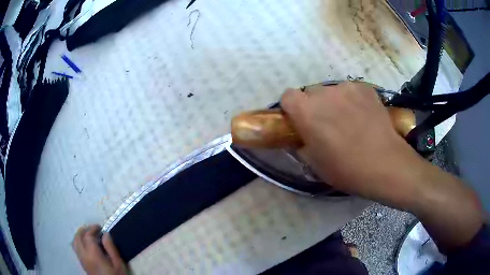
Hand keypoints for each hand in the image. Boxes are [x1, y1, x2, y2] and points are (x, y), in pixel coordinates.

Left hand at [73, 225, 126, 274]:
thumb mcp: (118, 264)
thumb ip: (111, 248)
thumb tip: (105, 234)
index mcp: (93, 254)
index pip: (87, 236)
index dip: (93, 229)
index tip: (100, 227)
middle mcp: (83, 255)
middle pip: (78, 236)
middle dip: (84, 230)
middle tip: (94, 229)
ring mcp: (81, 259)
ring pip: (74, 241)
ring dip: (80, 235)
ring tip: (89, 235)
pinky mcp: (81, 263)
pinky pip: (75, 247)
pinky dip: (79, 241)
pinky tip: (87, 244)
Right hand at [281, 82, 422, 205]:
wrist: (385, 164)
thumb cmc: (346, 169)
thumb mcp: (315, 164)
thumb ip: (302, 145)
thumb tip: (303, 137)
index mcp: (306, 111)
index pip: (287, 96)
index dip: (292, 109)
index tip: (301, 121)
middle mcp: (324, 93)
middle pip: (311, 93)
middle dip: (315, 106)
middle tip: (328, 125)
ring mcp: (347, 87)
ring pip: (333, 91)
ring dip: (335, 103)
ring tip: (350, 121)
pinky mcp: (365, 88)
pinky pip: (351, 91)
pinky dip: (353, 100)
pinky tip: (364, 117)